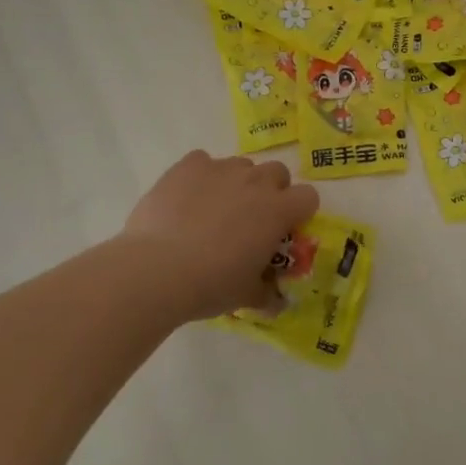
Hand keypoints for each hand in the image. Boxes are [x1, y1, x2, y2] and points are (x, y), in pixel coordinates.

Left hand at [117, 151, 319, 321]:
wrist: (157, 270)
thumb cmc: (211, 284)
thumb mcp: (245, 295)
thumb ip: (266, 293)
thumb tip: (277, 302)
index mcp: (278, 211)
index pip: (308, 196)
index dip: (298, 212)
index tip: (283, 230)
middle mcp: (255, 181)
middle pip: (277, 172)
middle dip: (270, 191)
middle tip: (250, 219)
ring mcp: (221, 169)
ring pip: (240, 166)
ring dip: (236, 183)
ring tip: (213, 211)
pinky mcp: (188, 165)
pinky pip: (202, 161)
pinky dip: (200, 177)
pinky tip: (185, 199)